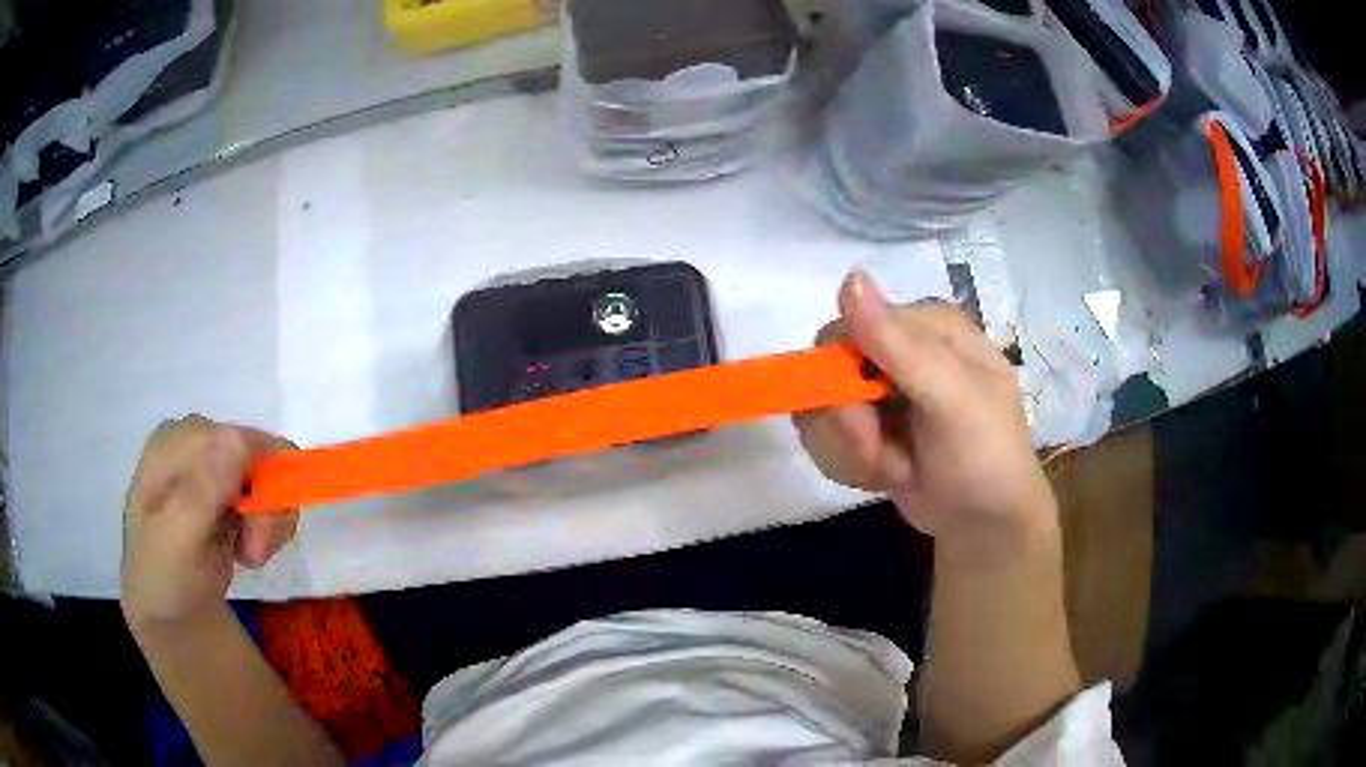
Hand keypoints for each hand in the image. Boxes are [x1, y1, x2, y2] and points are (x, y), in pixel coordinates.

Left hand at [121, 415, 297, 628]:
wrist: (164, 613)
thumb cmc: (163, 579)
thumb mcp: (178, 541)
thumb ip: (202, 491)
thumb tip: (236, 437)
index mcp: (173, 443)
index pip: (240, 441)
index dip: (259, 488)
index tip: (255, 542)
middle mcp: (193, 443)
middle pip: (259, 455)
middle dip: (267, 509)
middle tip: (254, 555)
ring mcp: (210, 466)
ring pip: (269, 475)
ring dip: (269, 522)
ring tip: (249, 556)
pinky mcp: (225, 489)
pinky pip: (267, 492)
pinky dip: (267, 526)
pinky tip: (246, 549)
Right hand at [795, 272, 1055, 548]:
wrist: (984, 525)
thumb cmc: (984, 458)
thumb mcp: (953, 401)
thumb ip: (902, 346)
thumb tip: (849, 279)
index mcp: (926, 325)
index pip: (846, 330)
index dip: (843, 380)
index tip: (868, 423)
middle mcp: (898, 347)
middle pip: (825, 372)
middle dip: (849, 427)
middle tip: (884, 456)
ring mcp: (879, 388)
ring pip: (818, 410)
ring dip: (851, 452)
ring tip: (897, 468)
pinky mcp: (866, 424)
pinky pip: (823, 436)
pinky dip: (849, 465)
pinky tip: (887, 474)